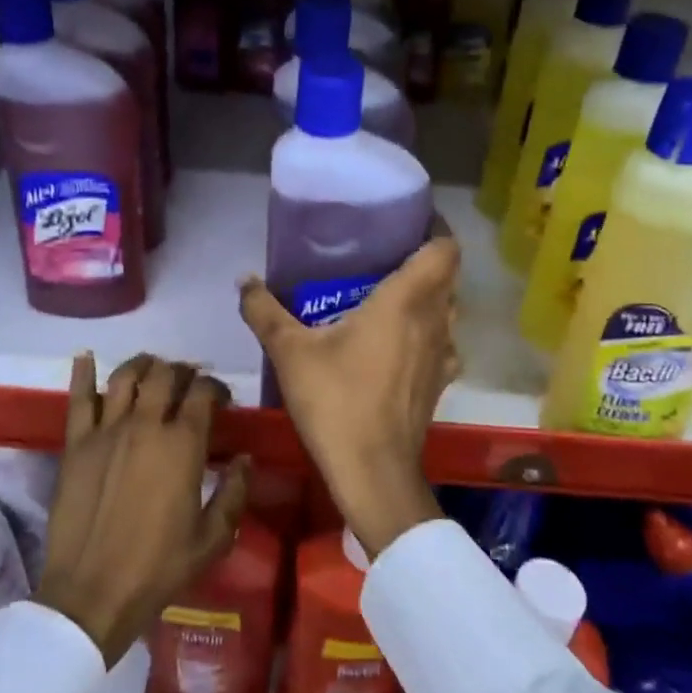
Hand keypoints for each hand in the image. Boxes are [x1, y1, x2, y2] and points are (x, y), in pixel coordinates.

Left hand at [36, 353, 249, 666]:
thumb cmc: (158, 568)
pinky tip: (87, 357)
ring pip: (126, 376)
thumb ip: (234, 493)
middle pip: (165, 375)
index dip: (215, 386)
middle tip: (187, 383)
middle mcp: (146, 425)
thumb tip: (244, 458)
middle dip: (182, 371)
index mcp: (183, 444)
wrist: (92, 593)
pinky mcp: (75, 443)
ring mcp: (106, 430)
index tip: (221, 398)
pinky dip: (84, 373)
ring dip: (144, 365)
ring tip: (152, 368)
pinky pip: (79, 398)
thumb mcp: (212, 539)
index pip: (202, 392)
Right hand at [239, 237, 460, 559]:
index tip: (406, 220)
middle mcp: (435, 321)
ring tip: (389, 293)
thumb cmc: (336, 401)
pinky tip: (397, 342)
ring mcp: (443, 355)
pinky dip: (427, 332)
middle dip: (423, 259)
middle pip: (447, 276)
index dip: (434, 228)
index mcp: (407, 301)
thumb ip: (265, 311)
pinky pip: (442, 342)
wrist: (373, 472)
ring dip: (428, 296)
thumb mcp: (290, 352)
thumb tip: (244, 280)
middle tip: (383, 254)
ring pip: (448, 310)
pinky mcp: (439, 383)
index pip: (444, 248)